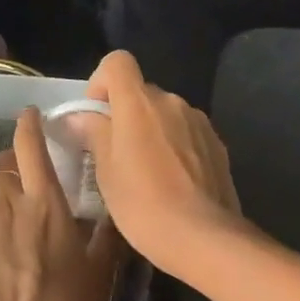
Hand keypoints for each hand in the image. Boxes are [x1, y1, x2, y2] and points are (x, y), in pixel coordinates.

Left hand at [0, 108, 122, 300]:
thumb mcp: (102, 273)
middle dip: (9, 158)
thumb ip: (106, 233)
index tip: (29, 115)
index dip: (28, 124)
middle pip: (1, 161)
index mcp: (46, 205)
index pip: (32, 147)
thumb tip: (111, 206)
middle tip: (18, 172)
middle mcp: (6, 204)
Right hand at [82, 50, 255, 279]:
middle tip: (116, 154)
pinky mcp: (218, 144)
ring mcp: (199, 121)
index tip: (97, 115)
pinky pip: (187, 133)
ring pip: (166, 114)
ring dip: (152, 131)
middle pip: (141, 92)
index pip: (118, 62)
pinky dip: (175, 146)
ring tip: (147, 172)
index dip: (102, 81)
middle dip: (126, 114)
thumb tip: (81, 117)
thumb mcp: (106, 172)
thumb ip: (94, 134)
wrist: (205, 237)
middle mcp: (171, 101)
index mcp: (139, 102)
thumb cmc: (144, 204)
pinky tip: (174, 182)